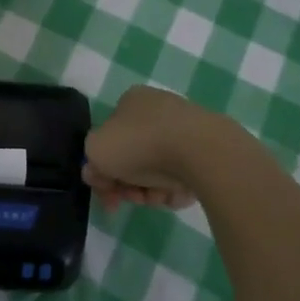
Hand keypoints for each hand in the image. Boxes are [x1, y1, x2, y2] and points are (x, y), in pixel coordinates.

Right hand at [83, 85, 228, 211]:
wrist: (199, 150)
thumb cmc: (140, 144)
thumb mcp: (97, 151)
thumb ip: (91, 162)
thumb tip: (98, 172)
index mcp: (131, 101)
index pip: (109, 137)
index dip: (102, 169)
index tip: (107, 193)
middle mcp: (157, 109)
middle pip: (133, 157)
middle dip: (128, 183)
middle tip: (131, 199)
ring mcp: (185, 128)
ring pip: (158, 169)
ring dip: (150, 190)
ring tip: (157, 198)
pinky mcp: (207, 149)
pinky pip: (183, 175)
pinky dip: (175, 189)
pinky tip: (176, 194)